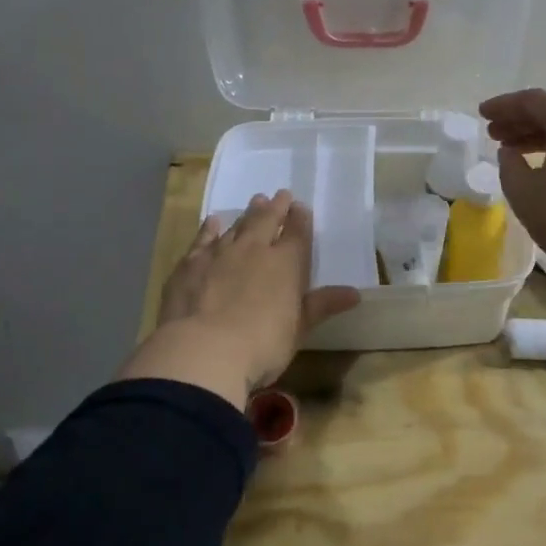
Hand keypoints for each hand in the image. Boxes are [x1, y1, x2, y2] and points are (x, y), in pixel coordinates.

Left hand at [118, 190, 360, 408]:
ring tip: (256, 202)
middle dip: (276, 207)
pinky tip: (213, 222)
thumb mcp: (299, 329)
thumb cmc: (262, 344)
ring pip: (237, 226)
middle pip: (267, 220)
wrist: (204, 350)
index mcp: (286, 264)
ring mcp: (220, 253)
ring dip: (248, 213)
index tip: (301, 207)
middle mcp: (255, 249)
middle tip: (280, 195)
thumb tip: (355, 293)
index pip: (297, 233)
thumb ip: (323, 306)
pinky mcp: (190, 264)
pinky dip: (210, 228)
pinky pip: (203, 238)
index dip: (300, 218)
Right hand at [478, 89, 545, 282]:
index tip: (482, 114)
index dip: (504, 106)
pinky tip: (543, 167)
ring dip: (539, 136)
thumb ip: (509, 166)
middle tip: (493, 134)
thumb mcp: (524, 193)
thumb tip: (510, 153)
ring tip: (512, 151)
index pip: (532, 100)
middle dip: (520, 120)